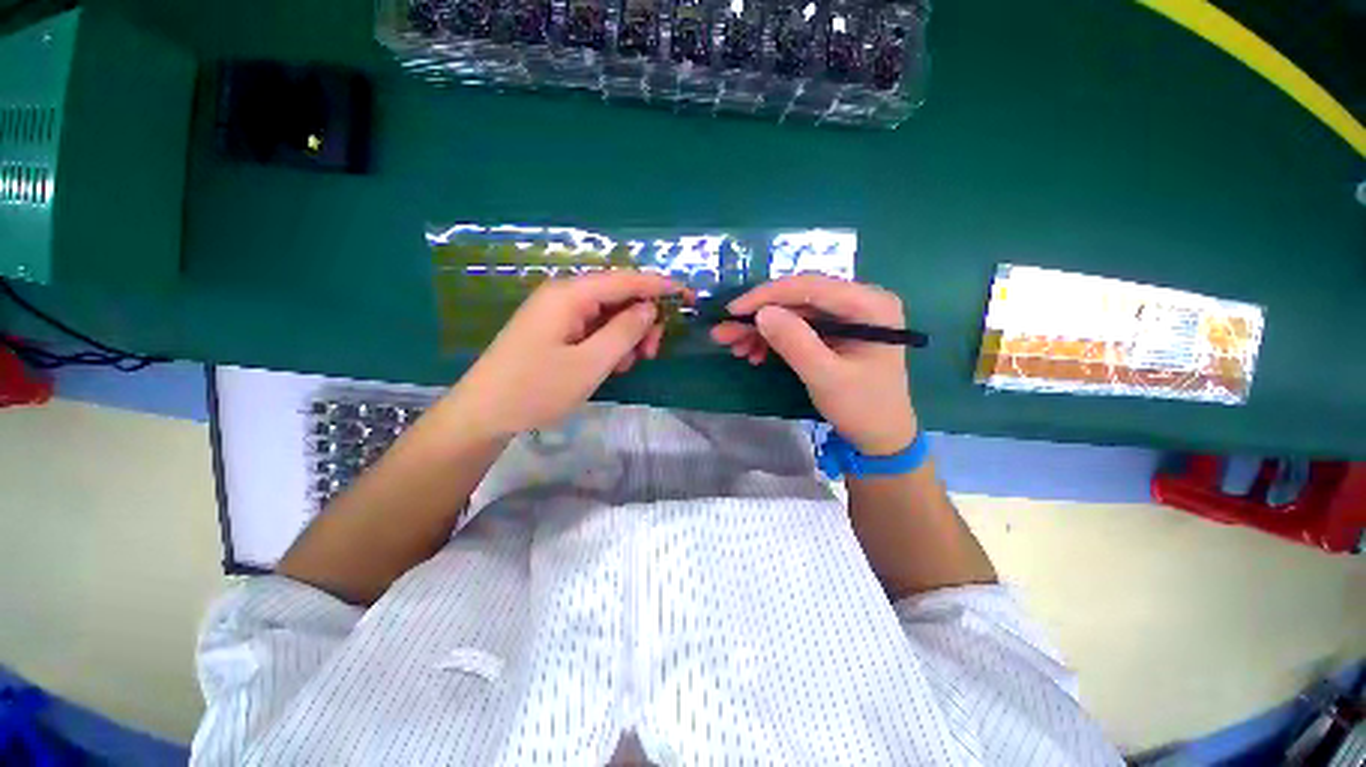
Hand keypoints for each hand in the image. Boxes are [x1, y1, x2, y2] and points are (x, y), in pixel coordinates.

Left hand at [445, 271, 684, 438]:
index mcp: (570, 295)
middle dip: (642, 320)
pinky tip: (610, 365)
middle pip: (617, 296)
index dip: (659, 286)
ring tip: (628, 365)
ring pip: (607, 314)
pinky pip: (593, 328)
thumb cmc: (536, 389)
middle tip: (652, 352)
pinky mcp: (554, 330)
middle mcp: (564, 296)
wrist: (483, 415)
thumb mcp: (590, 364)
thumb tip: (650, 308)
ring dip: (626, 335)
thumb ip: (624, 332)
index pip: (625, 279)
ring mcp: (557, 313)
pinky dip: (609, 344)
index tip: (689, 296)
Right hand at [711, 275, 917, 455]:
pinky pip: (797, 327)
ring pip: (793, 312)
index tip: (732, 311)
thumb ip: (795, 343)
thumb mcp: (826, 377)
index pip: (811, 287)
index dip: (767, 296)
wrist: (880, 437)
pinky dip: (773, 339)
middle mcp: (859, 301)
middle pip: (798, 298)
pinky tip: (755, 354)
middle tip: (724, 333)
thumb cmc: (862, 408)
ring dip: (761, 329)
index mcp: (870, 305)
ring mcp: (846, 315)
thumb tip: (761, 313)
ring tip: (735, 348)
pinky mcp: (834, 331)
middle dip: (759, 315)